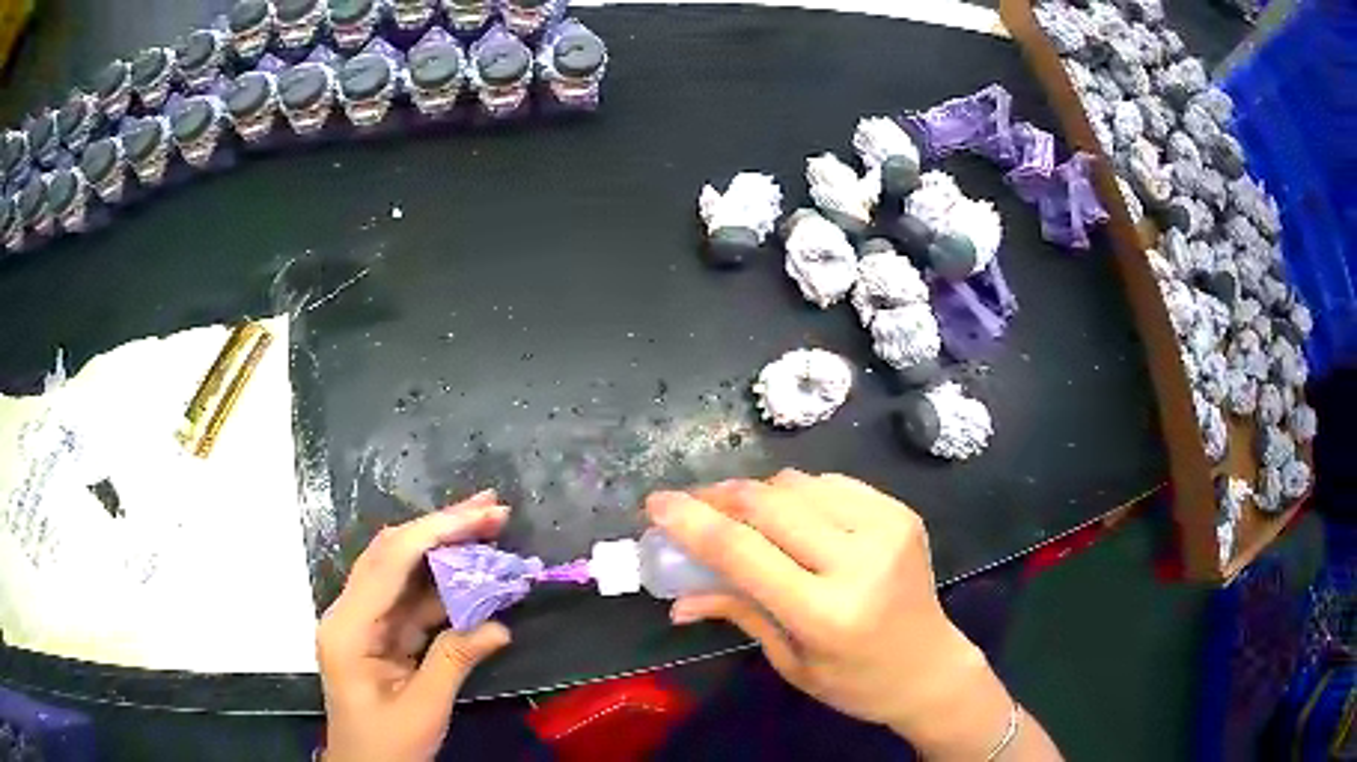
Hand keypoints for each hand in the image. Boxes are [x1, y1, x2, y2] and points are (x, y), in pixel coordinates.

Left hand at [317, 490, 511, 761]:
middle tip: (492, 508)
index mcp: (349, 628)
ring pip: (404, 572)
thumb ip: (455, 660)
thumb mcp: (424, 708)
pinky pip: (413, 600)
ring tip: (490, 529)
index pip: (389, 564)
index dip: (435, 533)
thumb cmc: (387, 745)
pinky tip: (475, 575)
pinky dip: (446, 586)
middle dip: (442, 527)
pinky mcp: (381, 633)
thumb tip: (500, 625)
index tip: (480, 516)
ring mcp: (365, 621)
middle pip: (393, 554)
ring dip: (446, 551)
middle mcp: (351, 612)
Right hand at [646, 471, 1037, 758]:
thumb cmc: (855, 681)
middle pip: (768, 504)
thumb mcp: (790, 660)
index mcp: (827, 612)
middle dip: (718, 497)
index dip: (692, 522)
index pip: (744, 552)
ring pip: (798, 484)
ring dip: (756, 493)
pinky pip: (831, 483)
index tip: (656, 504)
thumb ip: (738, 614)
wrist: (931, 666)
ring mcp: (887, 528)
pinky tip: (787, 514)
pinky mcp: (901, 512)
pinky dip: (796, 493)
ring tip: (735, 513)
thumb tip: (677, 599)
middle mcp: (860, 560)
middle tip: (689, 505)